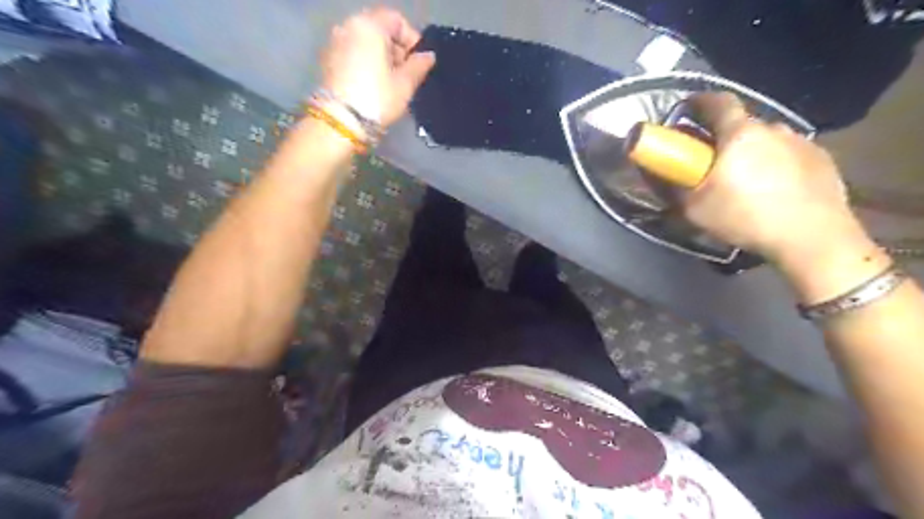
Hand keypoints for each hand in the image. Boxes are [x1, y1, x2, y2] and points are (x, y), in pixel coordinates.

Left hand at [322, 7, 437, 128]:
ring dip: (381, 56)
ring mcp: (335, 43)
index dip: (412, 40)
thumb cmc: (377, 99)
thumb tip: (428, 56)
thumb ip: (419, 65)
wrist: (341, 122)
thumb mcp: (405, 84)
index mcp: (369, 26)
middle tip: (406, 74)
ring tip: (391, 82)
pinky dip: (366, 63)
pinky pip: (353, 53)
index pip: (397, 20)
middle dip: (396, 48)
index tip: (419, 63)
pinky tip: (373, 85)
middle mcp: (349, 27)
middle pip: (379, 29)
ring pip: (365, 42)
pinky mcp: (328, 60)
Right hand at [680, 90, 862, 263]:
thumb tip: (657, 172)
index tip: (685, 109)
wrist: (811, 238)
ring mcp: (801, 142)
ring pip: (766, 139)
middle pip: (741, 123)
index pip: (717, 102)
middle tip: (710, 160)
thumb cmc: (744, 217)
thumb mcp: (694, 208)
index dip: (698, 101)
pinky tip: (772, 188)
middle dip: (722, 136)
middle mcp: (772, 128)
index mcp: (739, 134)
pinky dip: (774, 163)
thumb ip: (673, 186)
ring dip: (750, 151)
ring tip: (744, 179)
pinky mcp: (822, 159)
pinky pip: (788, 153)